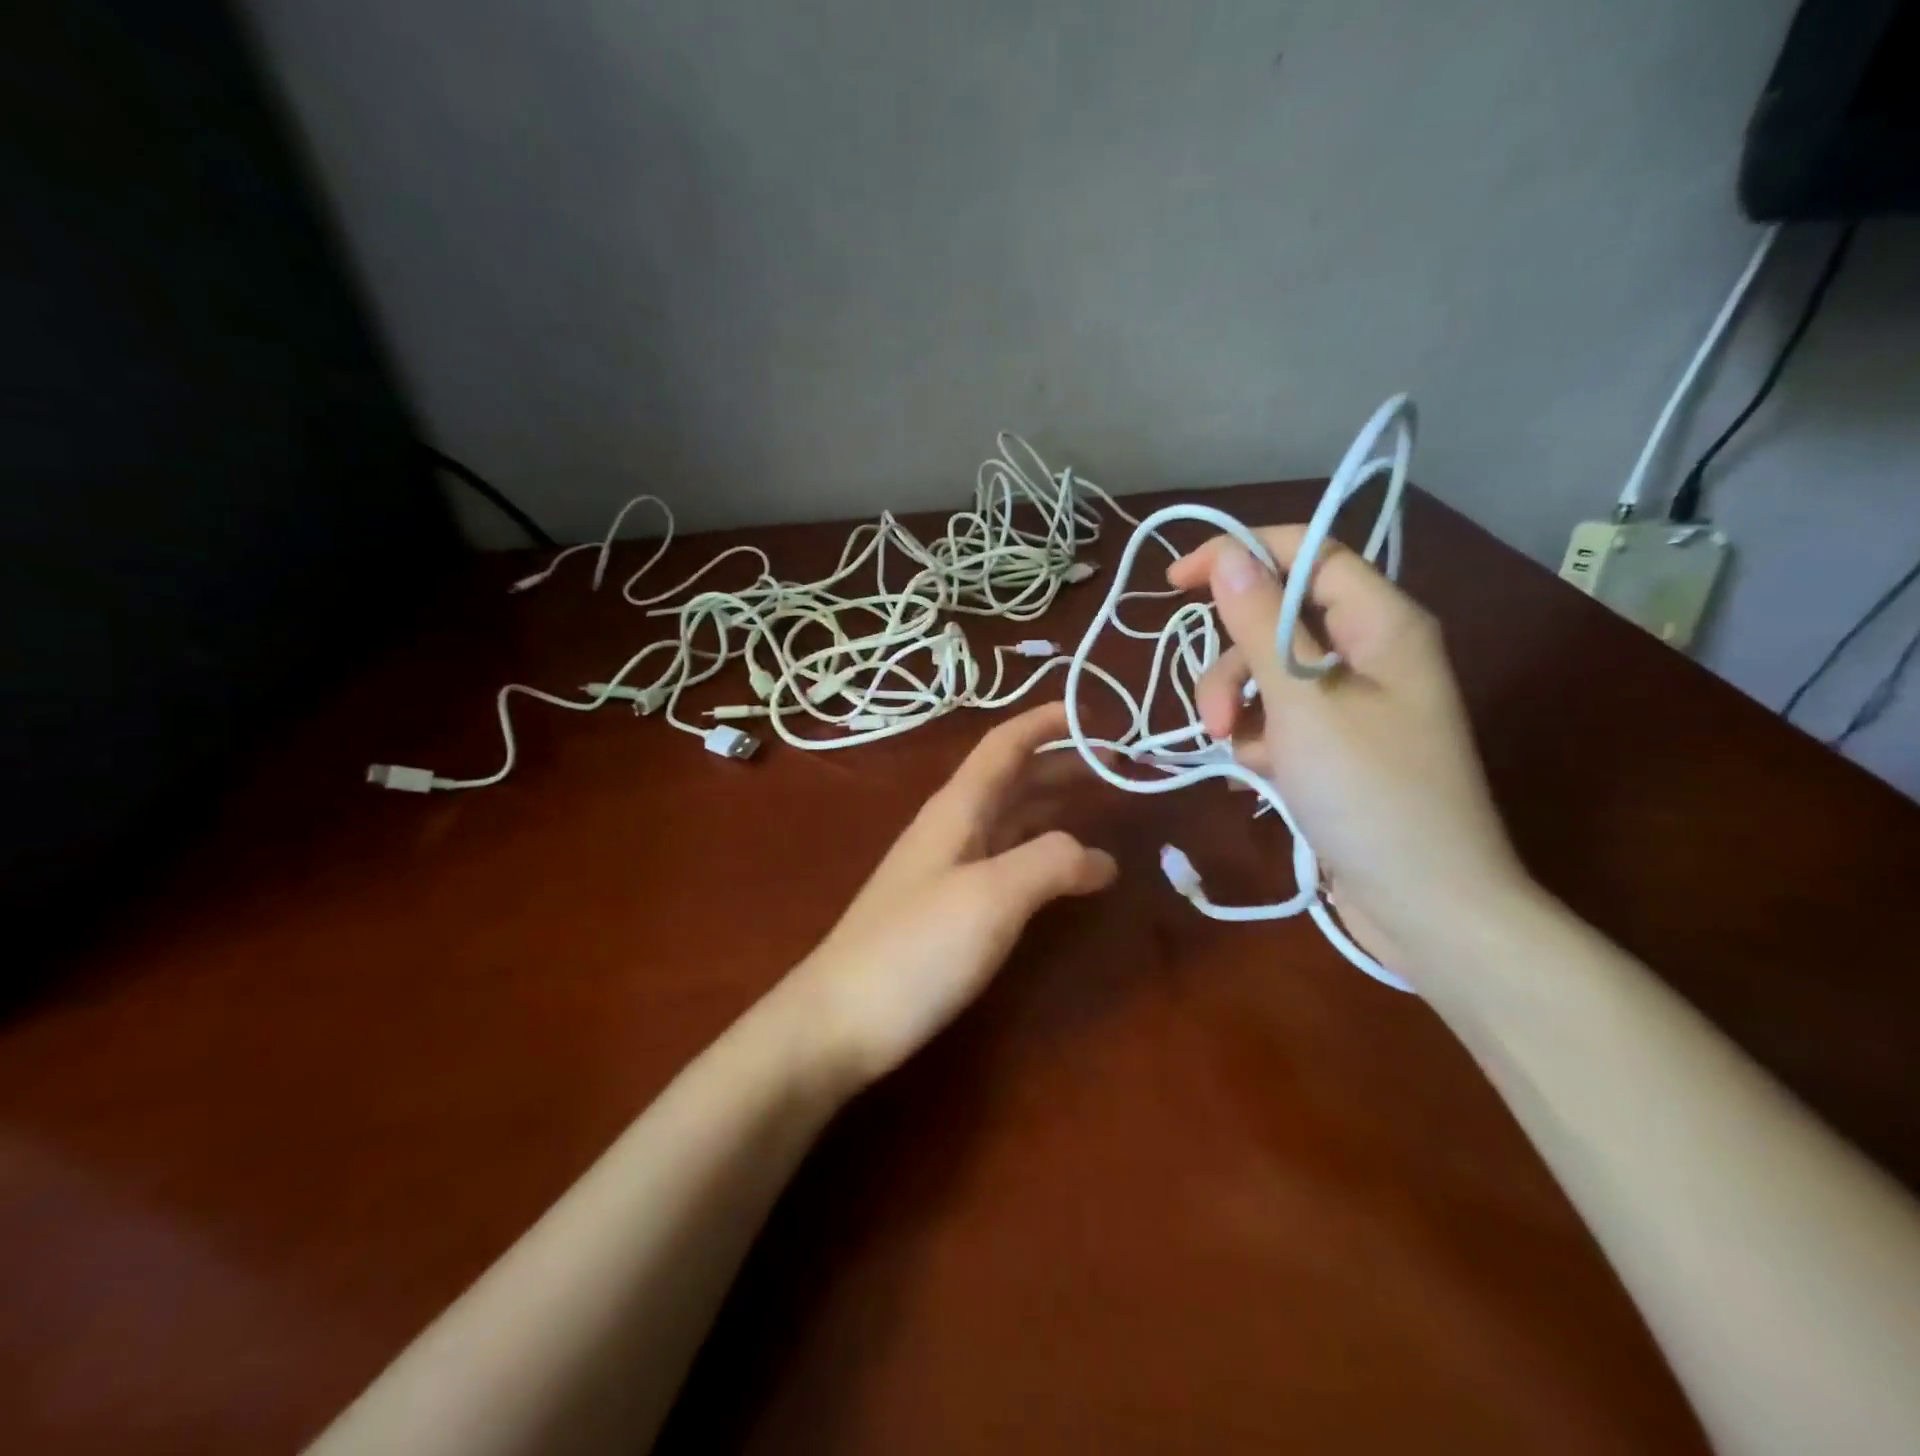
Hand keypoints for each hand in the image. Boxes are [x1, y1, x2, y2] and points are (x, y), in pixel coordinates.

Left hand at [785, 702, 1116, 1083]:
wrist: (840, 1021)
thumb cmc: (916, 949)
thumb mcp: (992, 897)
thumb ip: (1050, 862)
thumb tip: (1101, 857)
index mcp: (957, 809)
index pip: (1005, 745)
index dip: (1046, 722)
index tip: (1094, 713)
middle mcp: (951, 828)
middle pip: (1011, 779)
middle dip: (1061, 763)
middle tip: (1117, 766)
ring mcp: (947, 870)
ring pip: (1009, 819)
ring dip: (1054, 804)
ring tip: (1101, 805)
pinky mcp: (948, 909)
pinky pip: (1005, 860)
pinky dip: (1041, 852)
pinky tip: (1063, 872)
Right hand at [1166, 530, 1528, 965]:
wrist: (1426, 906)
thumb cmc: (1371, 795)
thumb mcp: (1304, 704)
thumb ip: (1260, 624)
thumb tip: (1228, 555)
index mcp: (1382, 624)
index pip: (1308, 553)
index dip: (1240, 554)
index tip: (1175, 581)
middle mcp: (1372, 653)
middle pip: (1278, 621)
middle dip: (1232, 662)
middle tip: (1214, 717)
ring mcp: (1355, 704)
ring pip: (1270, 674)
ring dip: (1238, 708)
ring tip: (1237, 757)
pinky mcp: (1338, 747)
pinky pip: (1280, 719)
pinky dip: (1257, 741)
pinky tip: (1252, 776)